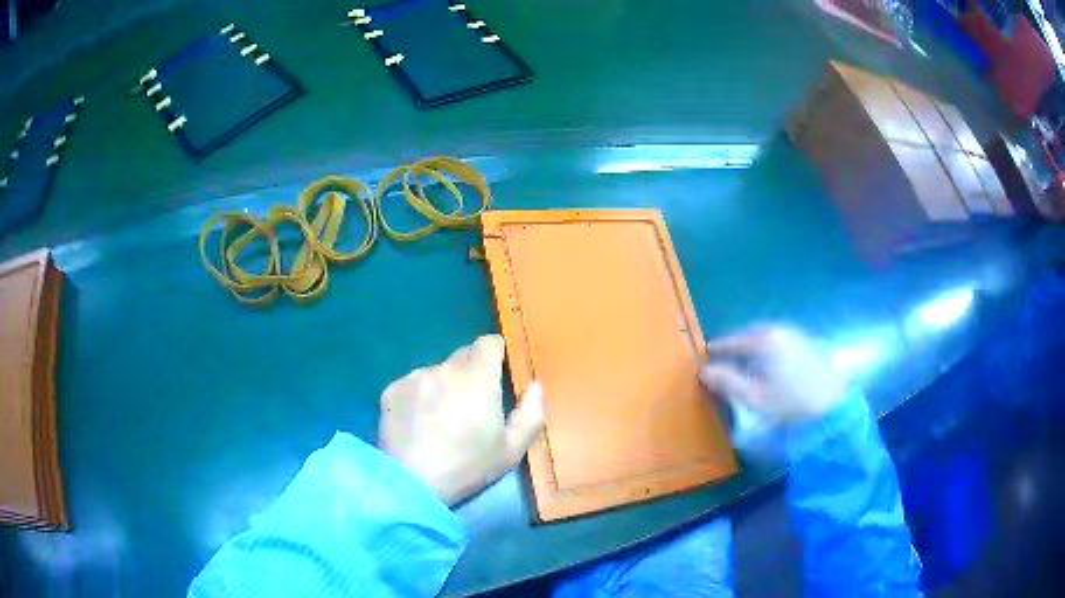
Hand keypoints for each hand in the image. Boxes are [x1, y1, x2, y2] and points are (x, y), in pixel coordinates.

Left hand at [379, 335, 545, 505]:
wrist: (412, 483)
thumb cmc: (467, 467)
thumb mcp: (512, 450)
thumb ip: (531, 414)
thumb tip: (535, 386)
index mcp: (478, 377)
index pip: (489, 343)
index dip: (495, 354)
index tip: (498, 373)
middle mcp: (445, 368)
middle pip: (462, 357)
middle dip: (470, 374)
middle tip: (470, 406)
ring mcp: (414, 377)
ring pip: (436, 372)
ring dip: (442, 387)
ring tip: (439, 421)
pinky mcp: (391, 390)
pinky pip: (411, 385)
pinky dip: (418, 398)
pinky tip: (417, 425)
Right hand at [698, 326, 846, 422]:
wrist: (832, 406)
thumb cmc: (789, 403)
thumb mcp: (753, 398)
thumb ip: (726, 382)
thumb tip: (704, 371)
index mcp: (764, 340)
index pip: (733, 340)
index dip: (718, 348)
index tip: (706, 354)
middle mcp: (781, 330)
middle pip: (752, 333)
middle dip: (738, 344)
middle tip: (726, 357)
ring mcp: (798, 335)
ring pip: (769, 336)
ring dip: (755, 345)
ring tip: (748, 361)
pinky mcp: (810, 344)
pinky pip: (783, 341)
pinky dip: (772, 348)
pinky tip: (772, 364)